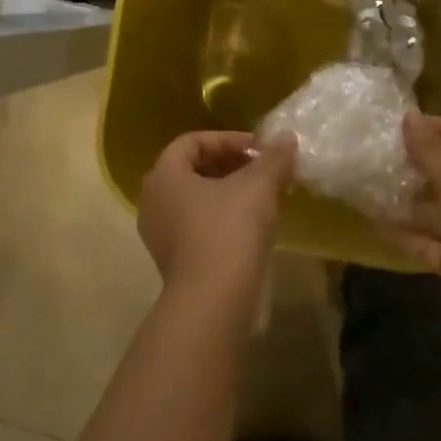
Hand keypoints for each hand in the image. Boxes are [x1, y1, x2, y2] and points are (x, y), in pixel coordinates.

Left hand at [137, 131, 295, 298]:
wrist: (213, 302)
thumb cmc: (229, 230)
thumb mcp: (259, 186)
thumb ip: (274, 158)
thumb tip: (287, 138)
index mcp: (164, 175)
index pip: (192, 141)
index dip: (228, 139)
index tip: (260, 149)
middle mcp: (153, 200)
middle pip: (192, 169)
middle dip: (230, 165)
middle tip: (263, 170)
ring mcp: (159, 234)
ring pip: (196, 199)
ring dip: (229, 192)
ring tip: (263, 197)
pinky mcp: (173, 261)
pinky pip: (196, 225)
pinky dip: (222, 217)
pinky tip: (252, 226)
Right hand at [387, 114, 440, 352]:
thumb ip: (431, 151)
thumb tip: (409, 117)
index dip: (437, 127)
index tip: (400, 125)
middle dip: (417, 165)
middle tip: (378, 156)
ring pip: (438, 208)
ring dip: (408, 201)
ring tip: (370, 190)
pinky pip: (432, 241)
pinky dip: (409, 235)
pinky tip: (377, 226)